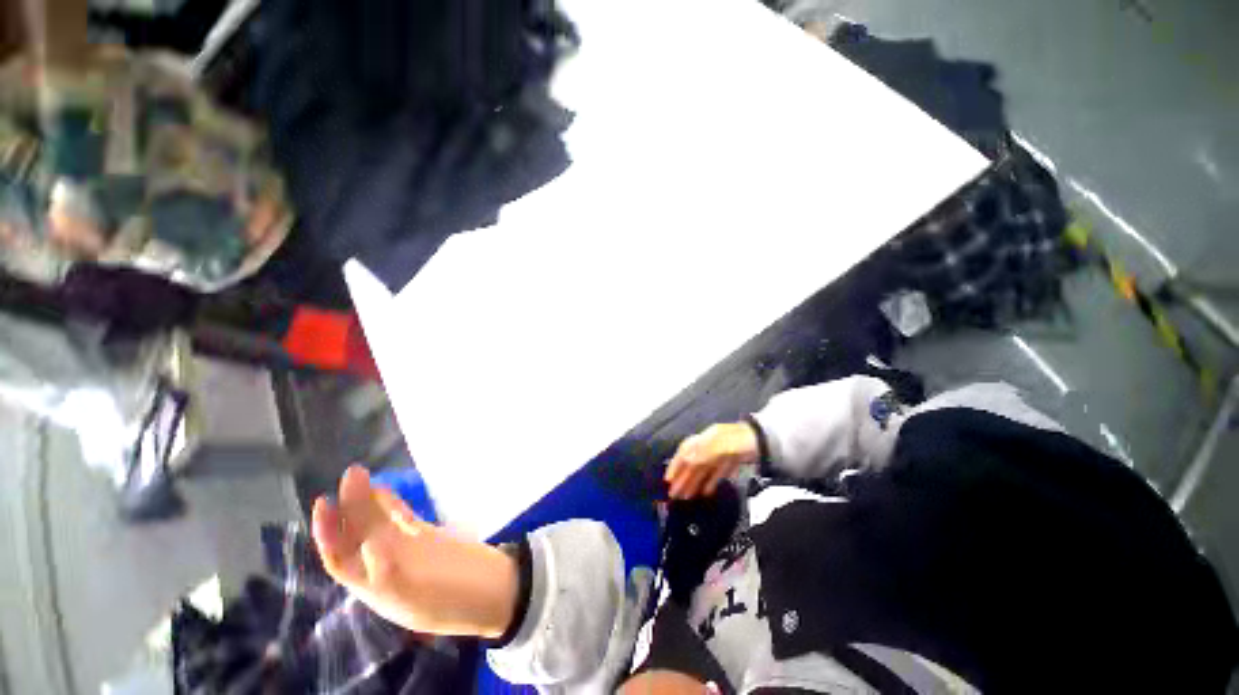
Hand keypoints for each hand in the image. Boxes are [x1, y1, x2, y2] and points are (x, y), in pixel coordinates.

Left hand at [312, 466, 518, 638]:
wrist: (484, 591)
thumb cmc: (448, 601)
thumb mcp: (413, 599)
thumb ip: (387, 575)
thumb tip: (367, 545)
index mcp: (371, 583)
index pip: (339, 555)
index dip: (328, 531)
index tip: (325, 503)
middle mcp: (381, 563)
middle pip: (357, 531)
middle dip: (350, 504)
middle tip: (353, 473)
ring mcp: (403, 546)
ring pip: (378, 520)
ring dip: (368, 498)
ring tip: (362, 473)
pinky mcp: (423, 534)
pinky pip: (401, 516)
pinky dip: (391, 503)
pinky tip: (384, 489)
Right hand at [663, 422, 759, 498]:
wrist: (769, 440)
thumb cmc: (743, 441)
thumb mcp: (722, 445)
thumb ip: (704, 453)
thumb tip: (686, 462)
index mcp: (706, 438)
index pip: (686, 451)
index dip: (676, 465)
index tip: (668, 481)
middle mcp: (711, 444)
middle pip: (694, 462)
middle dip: (683, 478)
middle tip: (675, 496)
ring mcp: (722, 452)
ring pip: (704, 468)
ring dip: (695, 482)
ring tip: (688, 497)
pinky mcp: (733, 460)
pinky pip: (717, 471)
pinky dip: (710, 481)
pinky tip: (707, 491)